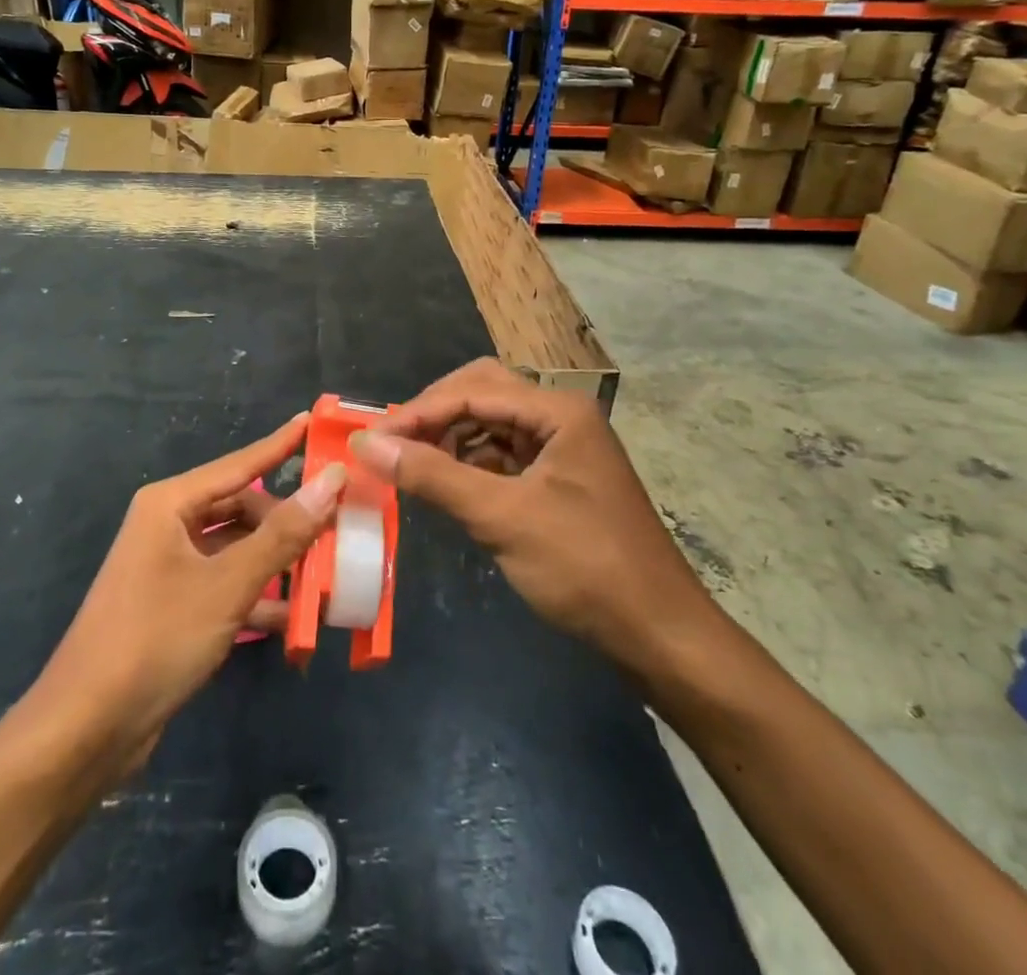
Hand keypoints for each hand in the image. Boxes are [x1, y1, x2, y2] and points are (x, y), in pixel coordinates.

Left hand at [34, 415, 344, 770]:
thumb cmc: (155, 639)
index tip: (314, 421)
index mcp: (171, 504)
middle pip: (241, 508)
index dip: (280, 444)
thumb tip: (331, 479)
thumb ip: (283, 534)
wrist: (86, 729)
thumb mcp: (227, 585)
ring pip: (237, 549)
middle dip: (287, 519)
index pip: (239, 464)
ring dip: (277, 562)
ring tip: (327, 571)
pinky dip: (258, 595)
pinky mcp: (175, 606)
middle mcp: (169, 526)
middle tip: (337, 525)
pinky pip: (227, 585)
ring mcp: (170, 567)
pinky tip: (294, 617)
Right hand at [351, 359, 724, 677]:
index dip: (417, 412)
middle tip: (391, 445)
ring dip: (449, 439)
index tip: (370, 440)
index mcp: (558, 410)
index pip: (472, 390)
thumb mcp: (502, 518)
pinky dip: (470, 463)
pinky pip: (503, 454)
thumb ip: (432, 475)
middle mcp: (560, 416)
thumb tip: (366, 445)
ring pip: (491, 423)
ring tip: (410, 466)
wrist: (660, 635)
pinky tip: (446, 483)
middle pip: (482, 393)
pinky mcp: (558, 477)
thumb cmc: (585, 568)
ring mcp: (562, 446)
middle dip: (433, 415)